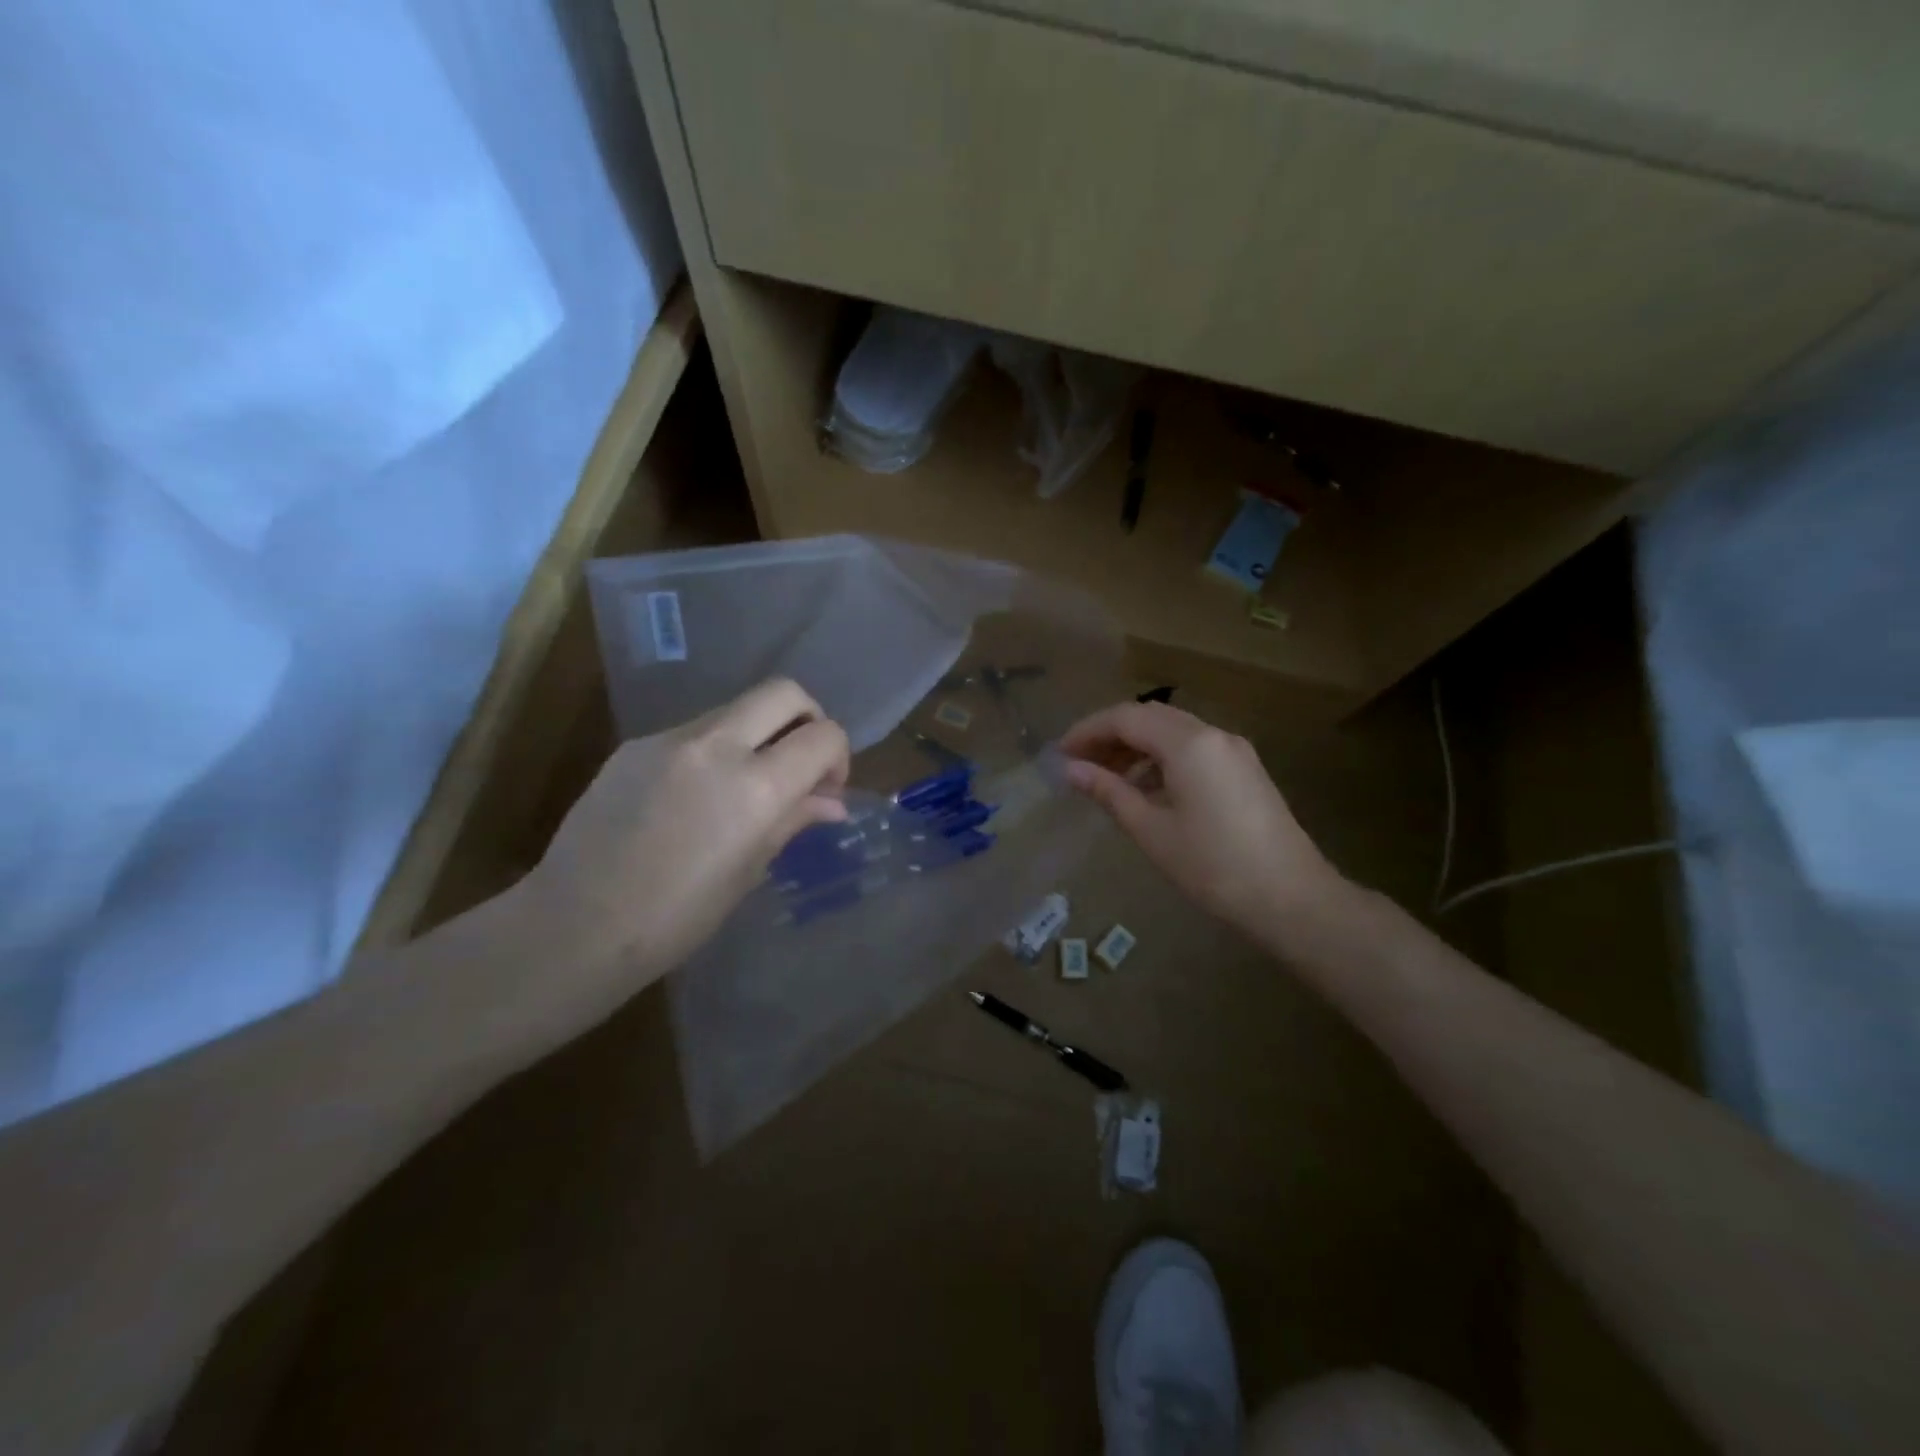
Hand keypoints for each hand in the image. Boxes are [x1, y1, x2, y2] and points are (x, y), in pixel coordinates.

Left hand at [531, 678, 850, 978]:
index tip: (827, 788)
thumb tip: (831, 802)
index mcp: (755, 787)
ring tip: (746, 785)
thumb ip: (793, 820)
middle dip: (808, 719)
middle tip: (801, 762)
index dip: (838, 757)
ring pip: (736, 708)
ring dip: (758, 734)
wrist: (574, 926)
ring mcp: (669, 739)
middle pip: (783, 693)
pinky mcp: (634, 745)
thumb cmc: (677, 917)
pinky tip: (695, 796)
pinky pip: (693, 731)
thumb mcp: (749, 871)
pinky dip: (715, 750)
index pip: (823, 737)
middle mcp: (716, 746)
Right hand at [1061, 701, 1344, 940]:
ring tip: (1107, 779)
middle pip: (1151, 717)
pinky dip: (1162, 758)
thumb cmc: (1213, 867)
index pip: (1126, 718)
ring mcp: (1234, 750)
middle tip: (1079, 764)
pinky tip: (1147, 788)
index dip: (1088, 731)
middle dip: (1111, 735)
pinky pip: (1194, 748)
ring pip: (1173, 731)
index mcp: (1189, 744)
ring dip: (1137, 746)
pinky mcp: (1245, 769)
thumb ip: (1109, 792)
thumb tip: (1071, 770)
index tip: (1060, 754)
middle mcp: (1213, 734)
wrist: (1291, 899)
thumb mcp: (1151, 830)